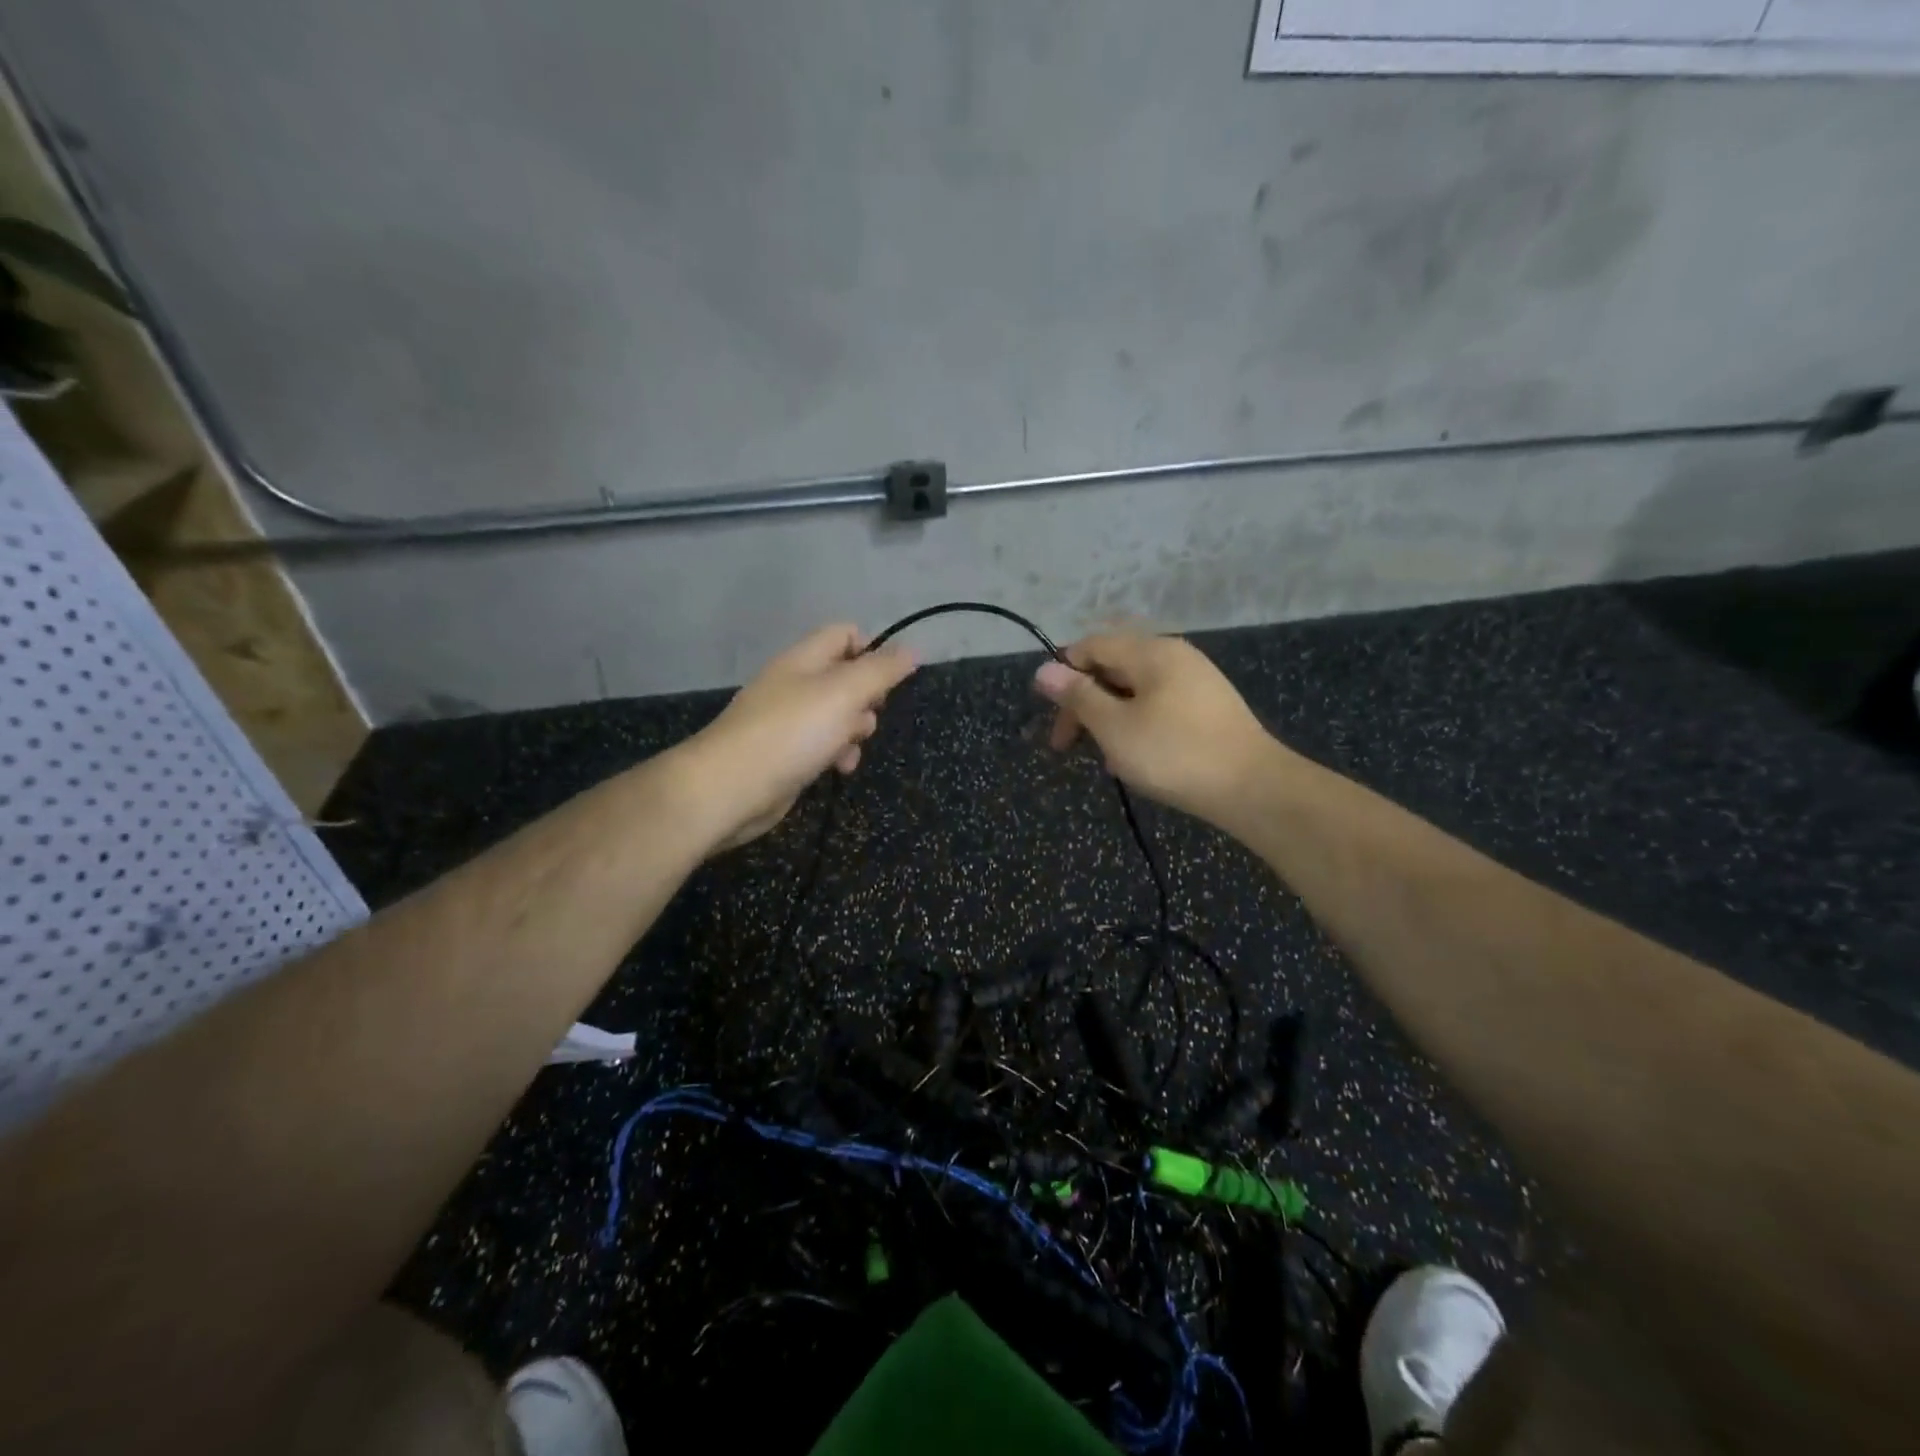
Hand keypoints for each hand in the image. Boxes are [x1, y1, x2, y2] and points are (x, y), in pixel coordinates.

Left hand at [686, 623, 917, 849]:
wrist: (731, 788)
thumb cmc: (792, 733)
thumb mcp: (844, 693)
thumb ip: (881, 670)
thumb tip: (913, 649)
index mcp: (805, 659)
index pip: (845, 634)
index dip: (872, 650)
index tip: (888, 679)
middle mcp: (794, 684)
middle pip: (845, 678)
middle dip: (867, 699)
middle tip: (868, 716)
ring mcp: (787, 720)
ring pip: (838, 715)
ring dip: (854, 731)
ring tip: (850, 749)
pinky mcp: (785, 753)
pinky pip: (822, 745)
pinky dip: (836, 754)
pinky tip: (838, 770)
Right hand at [1033, 632, 1278, 824]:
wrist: (1253, 788)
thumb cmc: (1174, 754)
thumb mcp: (1115, 727)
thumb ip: (1078, 696)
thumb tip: (1044, 669)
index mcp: (1150, 651)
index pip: (1091, 645)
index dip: (1063, 675)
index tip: (1052, 718)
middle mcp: (1174, 655)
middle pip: (1113, 665)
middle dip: (1084, 702)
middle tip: (1068, 745)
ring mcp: (1196, 679)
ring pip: (1135, 688)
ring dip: (1109, 717)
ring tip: (1102, 756)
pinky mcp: (1209, 705)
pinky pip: (1158, 703)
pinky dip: (1136, 723)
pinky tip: (1135, 756)